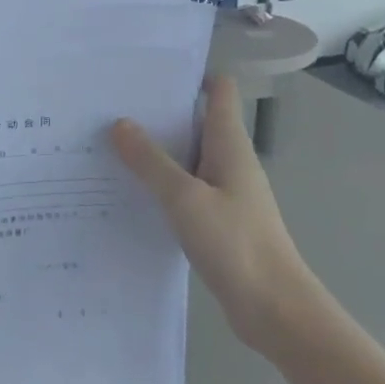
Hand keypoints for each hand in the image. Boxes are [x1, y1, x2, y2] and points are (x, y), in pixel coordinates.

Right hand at [111, 77, 320, 355]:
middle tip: (111, 106)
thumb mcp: (185, 198)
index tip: (147, 73)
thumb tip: (119, 123)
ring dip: (155, 151)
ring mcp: (224, 191)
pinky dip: (160, 184)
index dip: (189, 75)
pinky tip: (129, 192)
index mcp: (230, 143)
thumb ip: (151, 161)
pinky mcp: (217, 220)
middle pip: (195, 121)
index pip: (218, 90)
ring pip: (186, 157)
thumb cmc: (236, 244)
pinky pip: (185, 189)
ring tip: (108, 145)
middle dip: (158, 112)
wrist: (275, 310)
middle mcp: (229, 160)